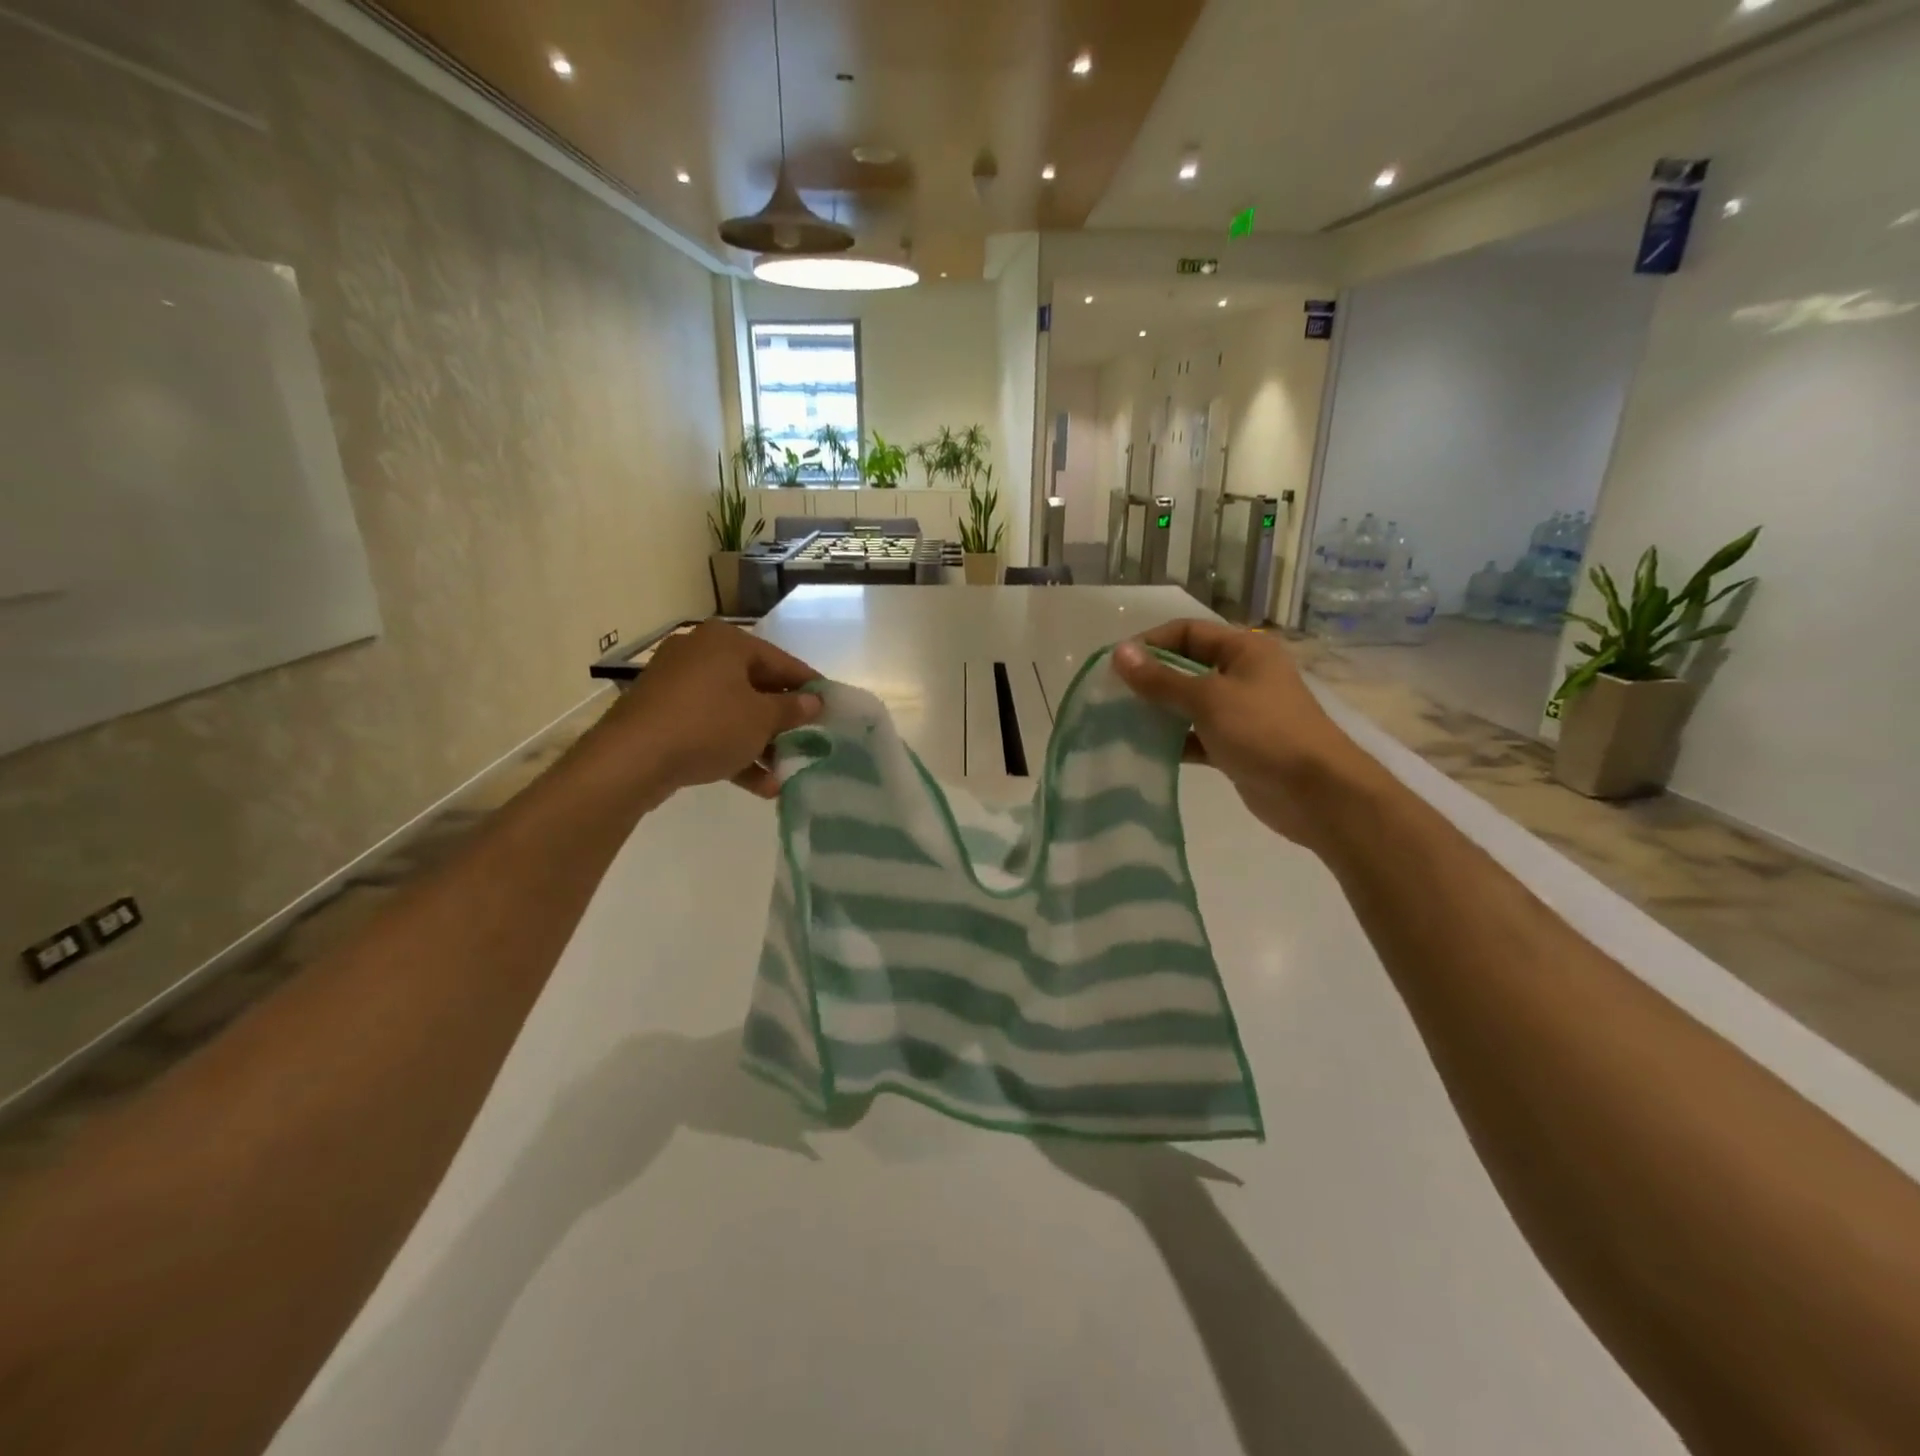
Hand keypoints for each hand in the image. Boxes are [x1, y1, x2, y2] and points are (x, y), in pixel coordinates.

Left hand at [585, 621, 822, 801]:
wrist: (632, 759)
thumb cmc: (708, 725)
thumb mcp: (761, 719)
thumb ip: (792, 709)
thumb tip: (815, 702)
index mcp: (726, 642)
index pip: (781, 661)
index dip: (809, 686)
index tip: (831, 707)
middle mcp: (700, 654)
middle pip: (755, 686)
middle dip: (782, 721)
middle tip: (809, 740)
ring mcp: (677, 685)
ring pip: (732, 712)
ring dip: (760, 743)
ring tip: (785, 772)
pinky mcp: (663, 715)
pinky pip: (708, 728)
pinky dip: (732, 751)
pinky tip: (760, 786)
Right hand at [1111, 621, 1368, 849]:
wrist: (1317, 794)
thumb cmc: (1264, 732)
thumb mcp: (1208, 700)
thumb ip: (1161, 679)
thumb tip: (1118, 653)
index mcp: (1245, 649)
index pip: (1187, 632)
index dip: (1150, 643)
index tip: (1115, 666)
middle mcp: (1243, 674)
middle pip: (1186, 666)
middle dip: (1150, 679)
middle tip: (1112, 696)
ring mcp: (1241, 712)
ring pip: (1189, 704)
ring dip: (1159, 711)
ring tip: (1120, 722)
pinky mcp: (1236, 746)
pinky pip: (1196, 736)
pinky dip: (1173, 741)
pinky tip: (1144, 750)